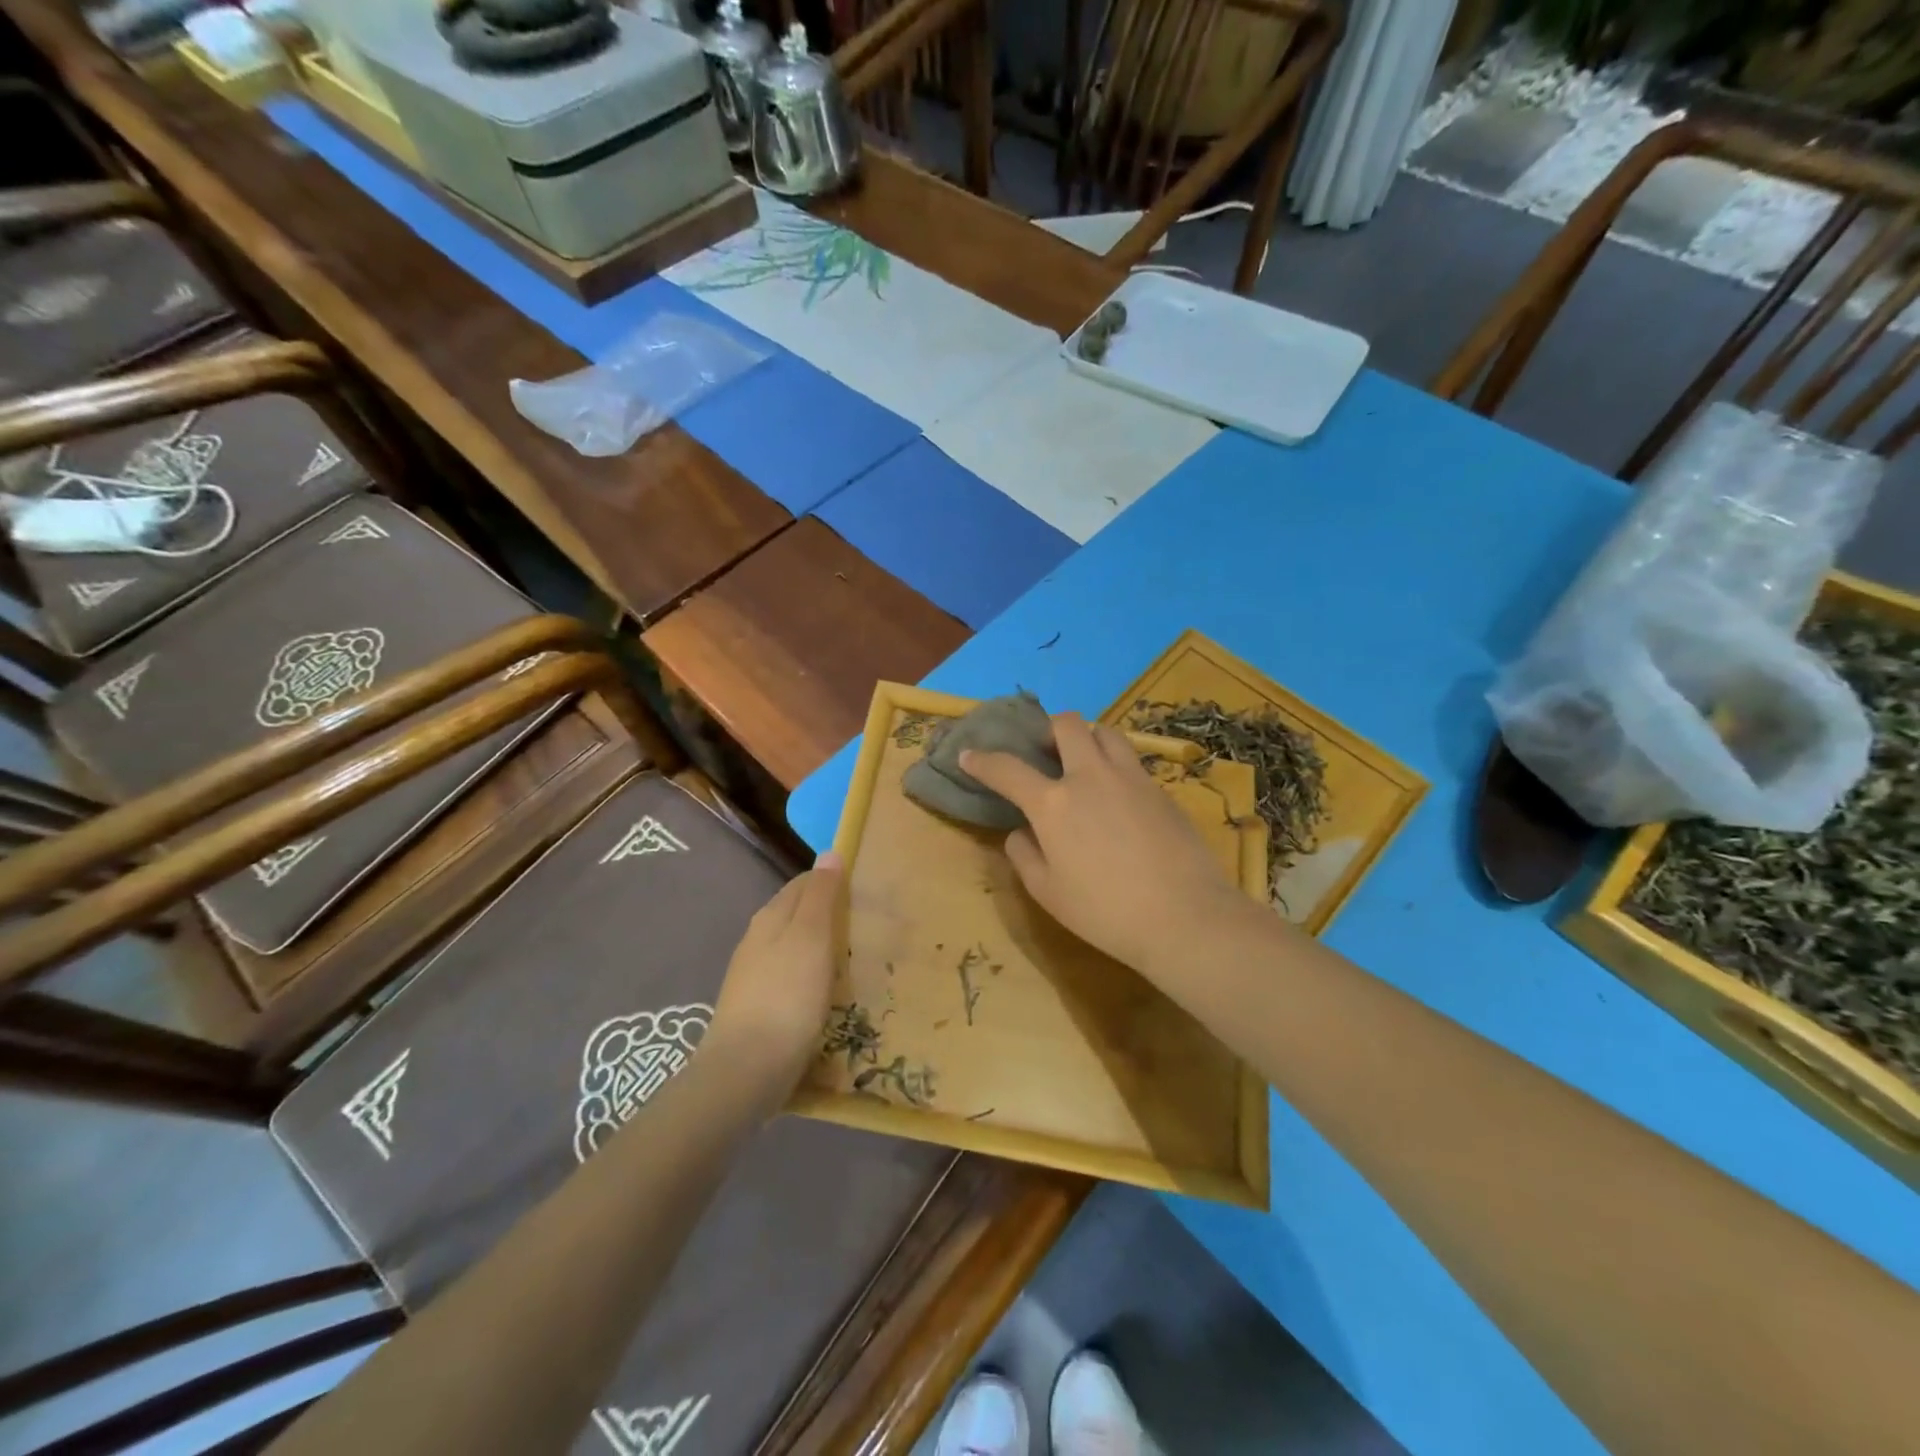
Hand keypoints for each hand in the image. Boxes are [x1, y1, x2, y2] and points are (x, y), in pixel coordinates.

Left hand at [706, 853, 842, 1099]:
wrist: (746, 1071)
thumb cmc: (786, 996)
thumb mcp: (810, 937)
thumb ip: (820, 895)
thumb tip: (829, 853)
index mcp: (770, 917)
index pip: (804, 883)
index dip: (833, 882)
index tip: (866, 892)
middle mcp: (758, 940)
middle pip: (798, 915)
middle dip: (830, 916)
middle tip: (869, 927)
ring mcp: (754, 977)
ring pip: (795, 949)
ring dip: (822, 949)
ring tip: (856, 961)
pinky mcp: (759, 1009)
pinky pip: (792, 980)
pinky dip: (813, 979)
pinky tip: (830, 996)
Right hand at [962, 714, 1246, 973]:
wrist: (1185, 916)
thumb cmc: (1105, 911)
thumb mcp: (1048, 893)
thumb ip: (1024, 855)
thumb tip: (1021, 832)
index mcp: (1054, 803)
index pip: (1008, 769)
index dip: (982, 760)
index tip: (969, 755)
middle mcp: (1090, 776)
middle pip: (1067, 725)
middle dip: (1049, 729)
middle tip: (1046, 752)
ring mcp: (1131, 778)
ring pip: (1106, 732)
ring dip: (1088, 738)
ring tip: (1084, 763)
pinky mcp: (1161, 790)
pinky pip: (1132, 761)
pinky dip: (1115, 766)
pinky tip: (1118, 797)